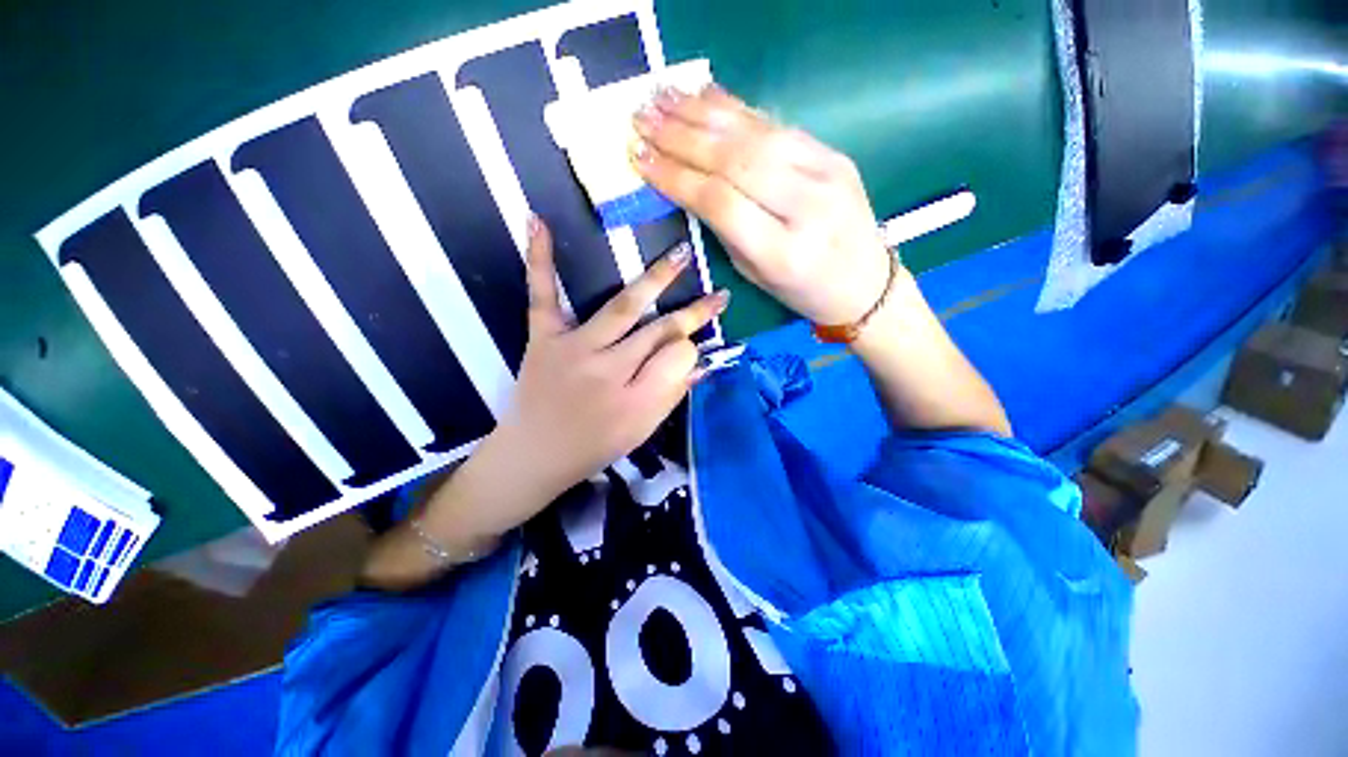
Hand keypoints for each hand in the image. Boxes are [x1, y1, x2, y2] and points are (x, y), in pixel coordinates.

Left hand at [361, 219, 725, 588]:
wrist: (533, 456)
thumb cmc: (594, 448)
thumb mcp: (642, 431)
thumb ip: (672, 395)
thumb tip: (701, 362)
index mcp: (635, 401)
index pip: (679, 359)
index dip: (692, 350)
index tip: (696, 347)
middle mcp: (608, 370)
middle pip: (659, 332)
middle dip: (693, 314)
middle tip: (719, 296)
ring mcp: (573, 349)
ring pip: (622, 308)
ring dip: (656, 279)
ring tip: (681, 255)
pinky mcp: (543, 338)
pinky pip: (543, 296)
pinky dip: (539, 259)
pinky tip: (539, 221)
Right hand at [632, 85, 892, 325]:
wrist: (866, 282)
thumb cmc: (803, 291)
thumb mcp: (756, 275)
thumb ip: (725, 230)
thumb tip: (689, 185)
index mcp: (783, 252)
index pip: (721, 203)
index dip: (676, 177)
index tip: (639, 159)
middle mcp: (806, 206)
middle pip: (735, 160)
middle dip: (681, 137)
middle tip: (641, 118)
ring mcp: (825, 172)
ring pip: (754, 134)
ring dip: (702, 113)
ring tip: (662, 98)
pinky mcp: (833, 152)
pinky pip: (776, 124)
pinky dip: (736, 107)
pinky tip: (705, 96)